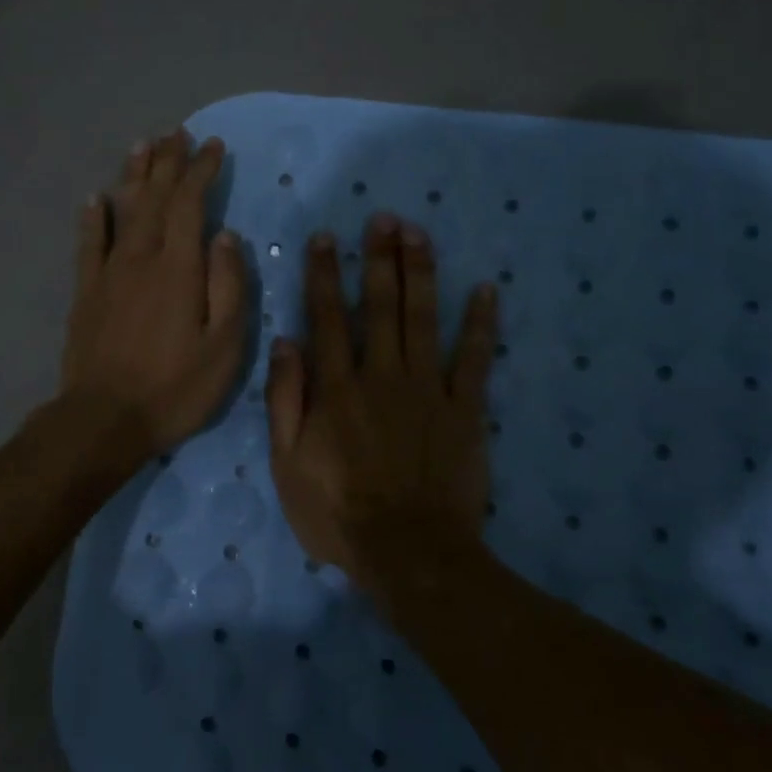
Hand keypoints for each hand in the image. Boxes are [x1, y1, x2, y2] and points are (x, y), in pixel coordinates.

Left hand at [60, 130, 248, 456]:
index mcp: (179, 269)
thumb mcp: (224, 347)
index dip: (201, 172)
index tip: (213, 147)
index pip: (190, 205)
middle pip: (154, 198)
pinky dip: (93, 218)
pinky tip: (96, 199)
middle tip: (177, 134)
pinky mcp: (85, 293)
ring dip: (134, 176)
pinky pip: (89, 245)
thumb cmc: (175, 388)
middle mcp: (141, 259)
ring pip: (122, 212)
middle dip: (168, 163)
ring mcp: (108, 274)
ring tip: (142, 146)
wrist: (105, 419)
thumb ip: (229, 287)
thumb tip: (227, 237)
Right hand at [266, 213, 498, 599]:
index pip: (327, 318)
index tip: (326, 238)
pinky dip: (481, 324)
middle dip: (379, 258)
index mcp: (336, 389)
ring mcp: (427, 390)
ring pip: (423, 319)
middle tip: (383, 218)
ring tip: (418, 233)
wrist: (409, 553)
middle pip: (379, 306)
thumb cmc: (337, 513)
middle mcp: (381, 376)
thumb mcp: (287, 464)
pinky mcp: (465, 410)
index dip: (324, 275)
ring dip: (420, 273)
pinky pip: (475, 359)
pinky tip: (487, 290)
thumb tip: (285, 342)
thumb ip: (285, 400)